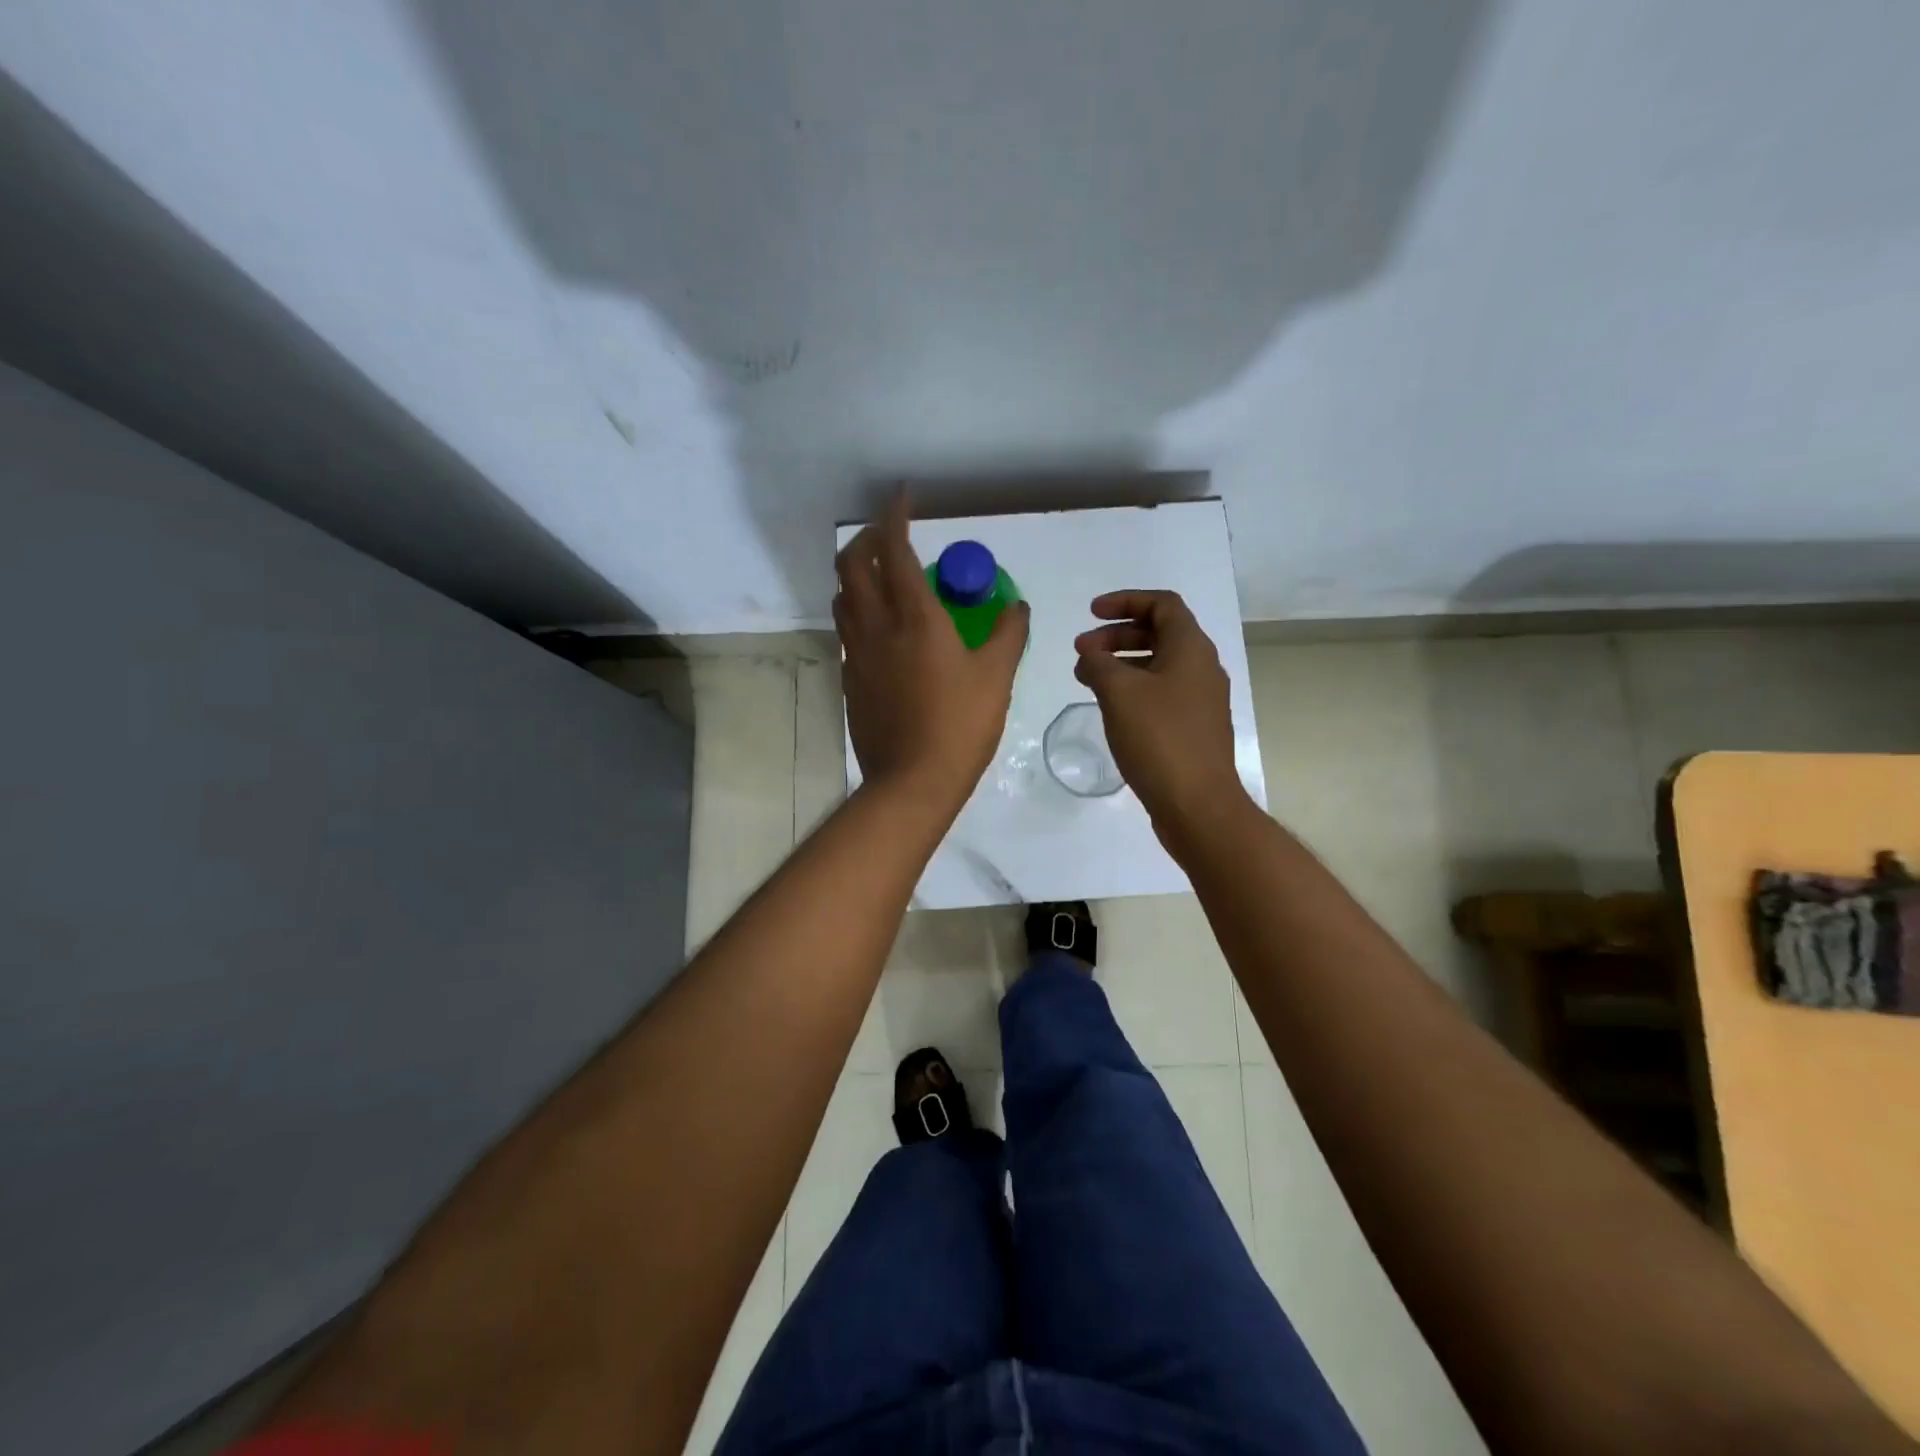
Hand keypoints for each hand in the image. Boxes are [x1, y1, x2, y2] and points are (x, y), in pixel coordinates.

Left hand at [835, 497, 1029, 811]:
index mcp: (914, 617)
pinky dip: (857, 610)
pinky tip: (880, 626)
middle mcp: (876, 626)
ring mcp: (855, 654)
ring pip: (842, 596)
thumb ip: (1009, 633)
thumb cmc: (960, 725)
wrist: (912, 781)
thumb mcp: (997, 676)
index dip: (895, 516)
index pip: (893, 549)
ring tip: (882, 576)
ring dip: (856, 574)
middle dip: (866, 538)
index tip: (904, 497)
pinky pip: (846, 629)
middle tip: (890, 536)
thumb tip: (1017, 606)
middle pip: (851, 564)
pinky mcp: (848, 679)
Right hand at [1074, 590, 1248, 838]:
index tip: (1091, 613)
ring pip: (1158, 665)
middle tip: (1081, 651)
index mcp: (1191, 648)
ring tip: (1086, 678)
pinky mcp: (1194, 727)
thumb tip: (1090, 652)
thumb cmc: (1159, 738)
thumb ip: (1099, 662)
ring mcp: (1201, 700)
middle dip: (1116, 636)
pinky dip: (1133, 689)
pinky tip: (1110, 708)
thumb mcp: (1119, 693)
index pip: (1162, 604)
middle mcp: (1202, 668)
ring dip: (1121, 663)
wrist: (1197, 804)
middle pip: (1159, 633)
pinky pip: (1161, 693)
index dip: (1125, 601)